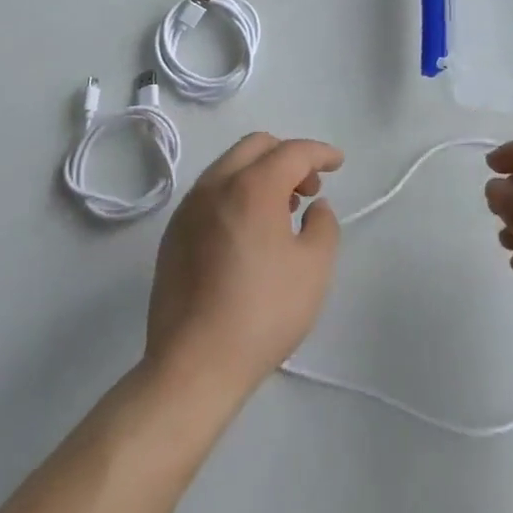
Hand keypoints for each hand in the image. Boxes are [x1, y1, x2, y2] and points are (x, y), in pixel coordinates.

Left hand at [146, 133, 342, 404]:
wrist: (193, 366)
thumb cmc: (262, 313)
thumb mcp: (315, 268)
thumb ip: (324, 224)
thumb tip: (314, 206)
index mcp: (253, 186)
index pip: (293, 152)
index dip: (321, 153)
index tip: (339, 163)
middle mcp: (216, 184)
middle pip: (256, 146)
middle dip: (288, 156)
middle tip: (309, 187)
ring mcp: (189, 207)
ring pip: (230, 166)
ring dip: (261, 173)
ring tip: (282, 210)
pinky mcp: (173, 233)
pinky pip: (211, 193)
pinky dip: (236, 192)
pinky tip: (249, 230)